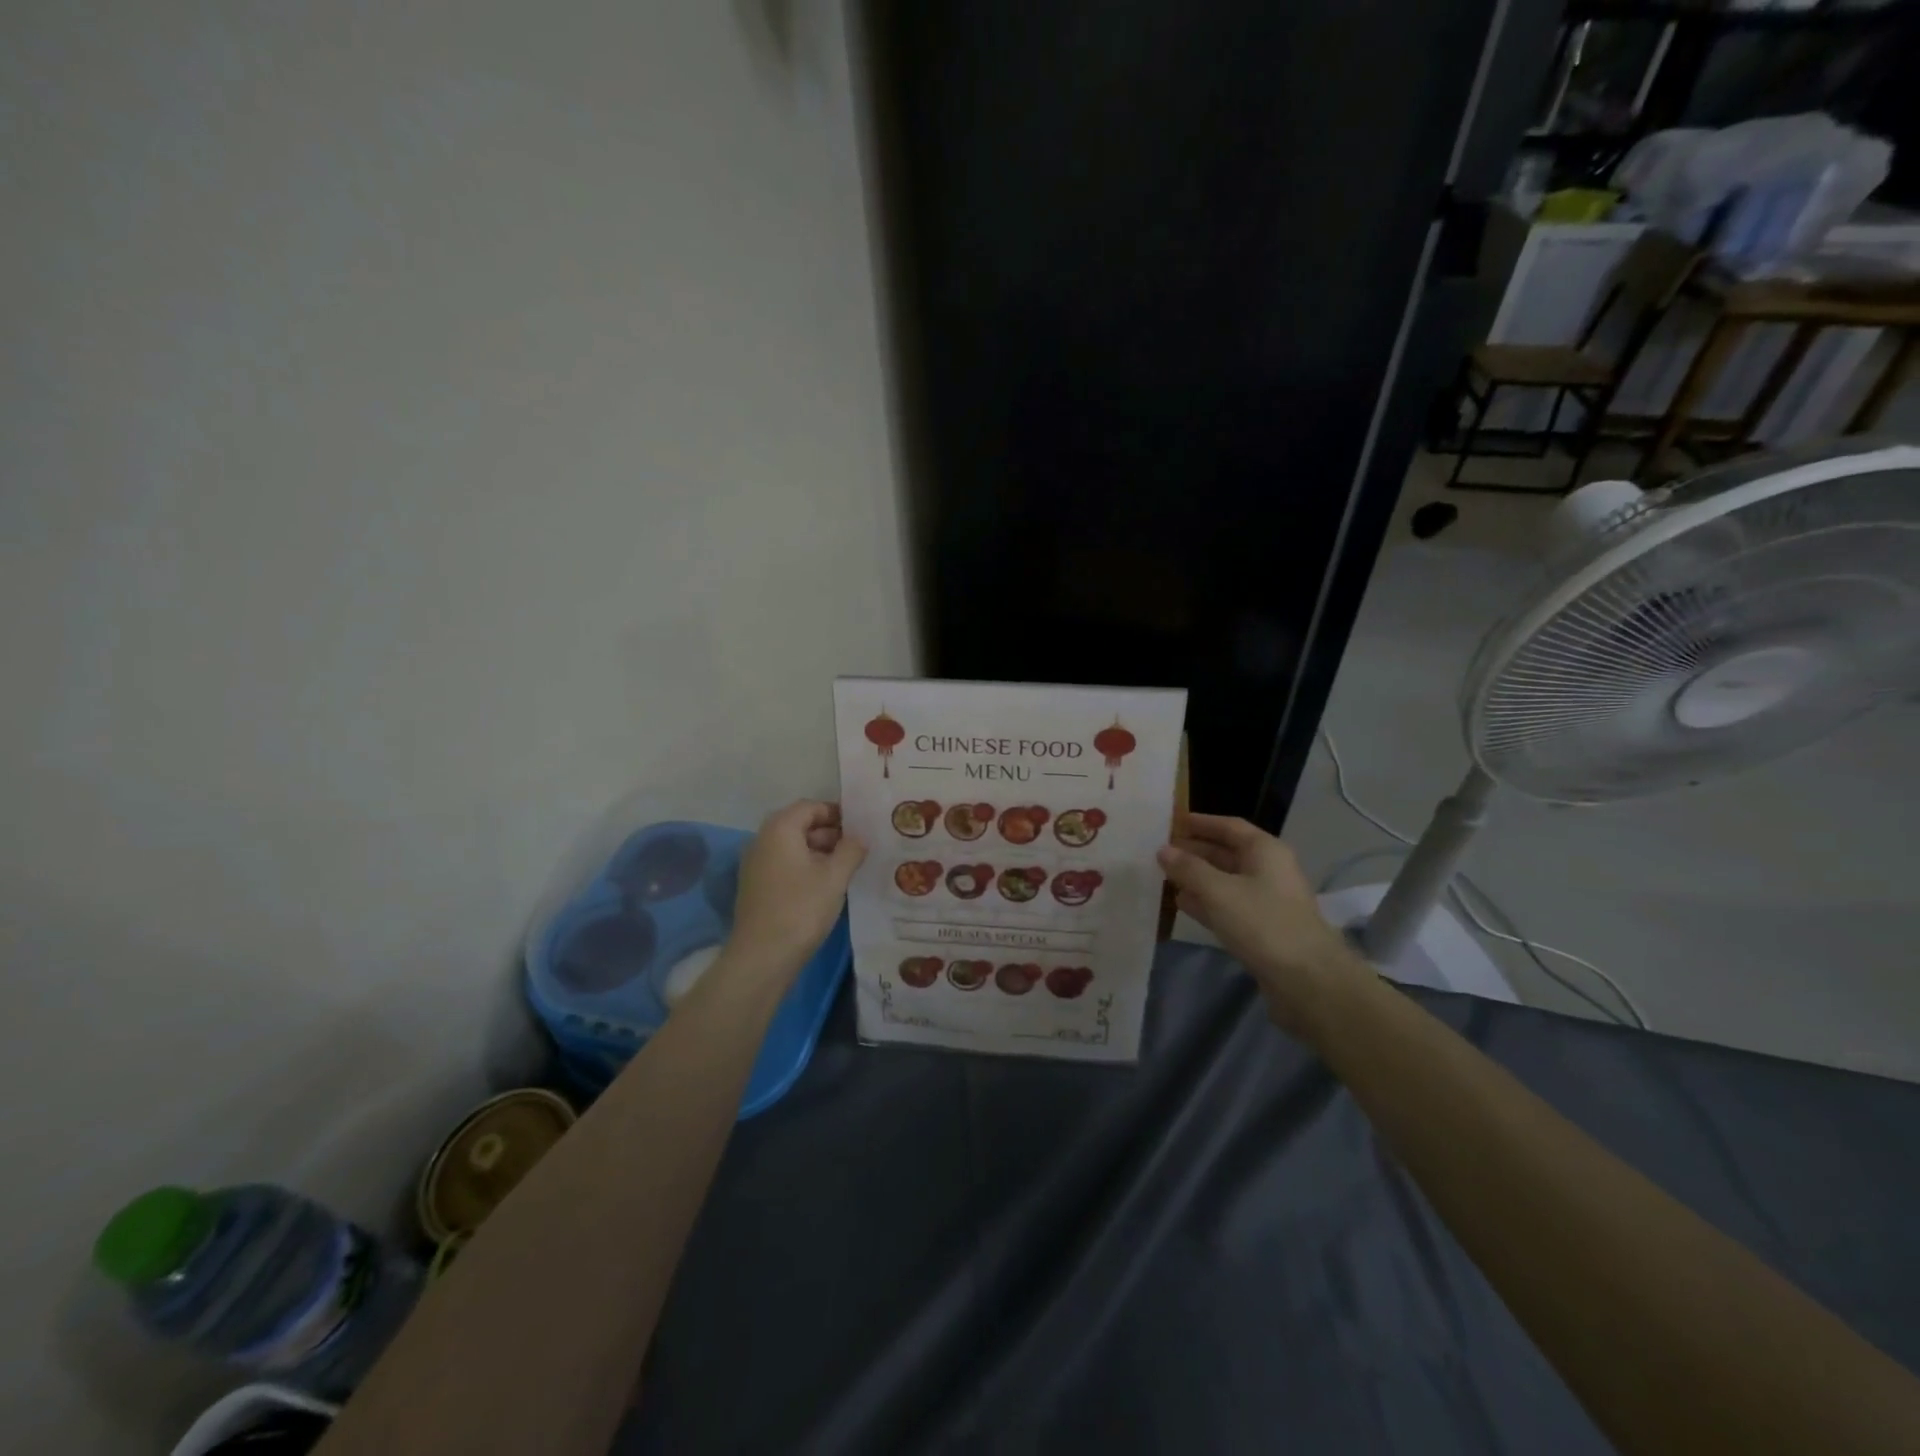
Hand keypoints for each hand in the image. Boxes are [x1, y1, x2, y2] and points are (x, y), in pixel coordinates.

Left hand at [725, 801, 865, 981]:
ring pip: (794, 848)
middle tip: (860, 848)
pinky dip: (807, 868)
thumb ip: (851, 850)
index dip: (837, 813)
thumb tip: (859, 837)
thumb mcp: (835, 876)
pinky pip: (786, 866)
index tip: (862, 827)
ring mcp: (757, 865)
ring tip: (849, 868)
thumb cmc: (801, 908)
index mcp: (780, 829)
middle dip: (831, 834)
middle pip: (801, 825)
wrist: (762, 957)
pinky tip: (828, 885)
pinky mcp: (757, 887)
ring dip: (821, 853)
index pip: (811, 807)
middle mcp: (763, 840)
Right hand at [1158, 815, 1363, 1030]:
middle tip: (1160, 851)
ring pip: (1225, 881)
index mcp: (1265, 851)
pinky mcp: (1261, 928)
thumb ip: (1188, 869)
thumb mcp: (1218, 891)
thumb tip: (1163, 850)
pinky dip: (1205, 902)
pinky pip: (1227, 906)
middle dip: (1194, 851)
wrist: (1307, 980)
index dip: (1201, 822)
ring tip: (1164, 876)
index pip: (1229, 827)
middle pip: (1226, 853)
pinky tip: (1181, 904)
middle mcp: (1268, 870)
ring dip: (1196, 878)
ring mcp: (1266, 901)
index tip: (1171, 822)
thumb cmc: (1262, 923)